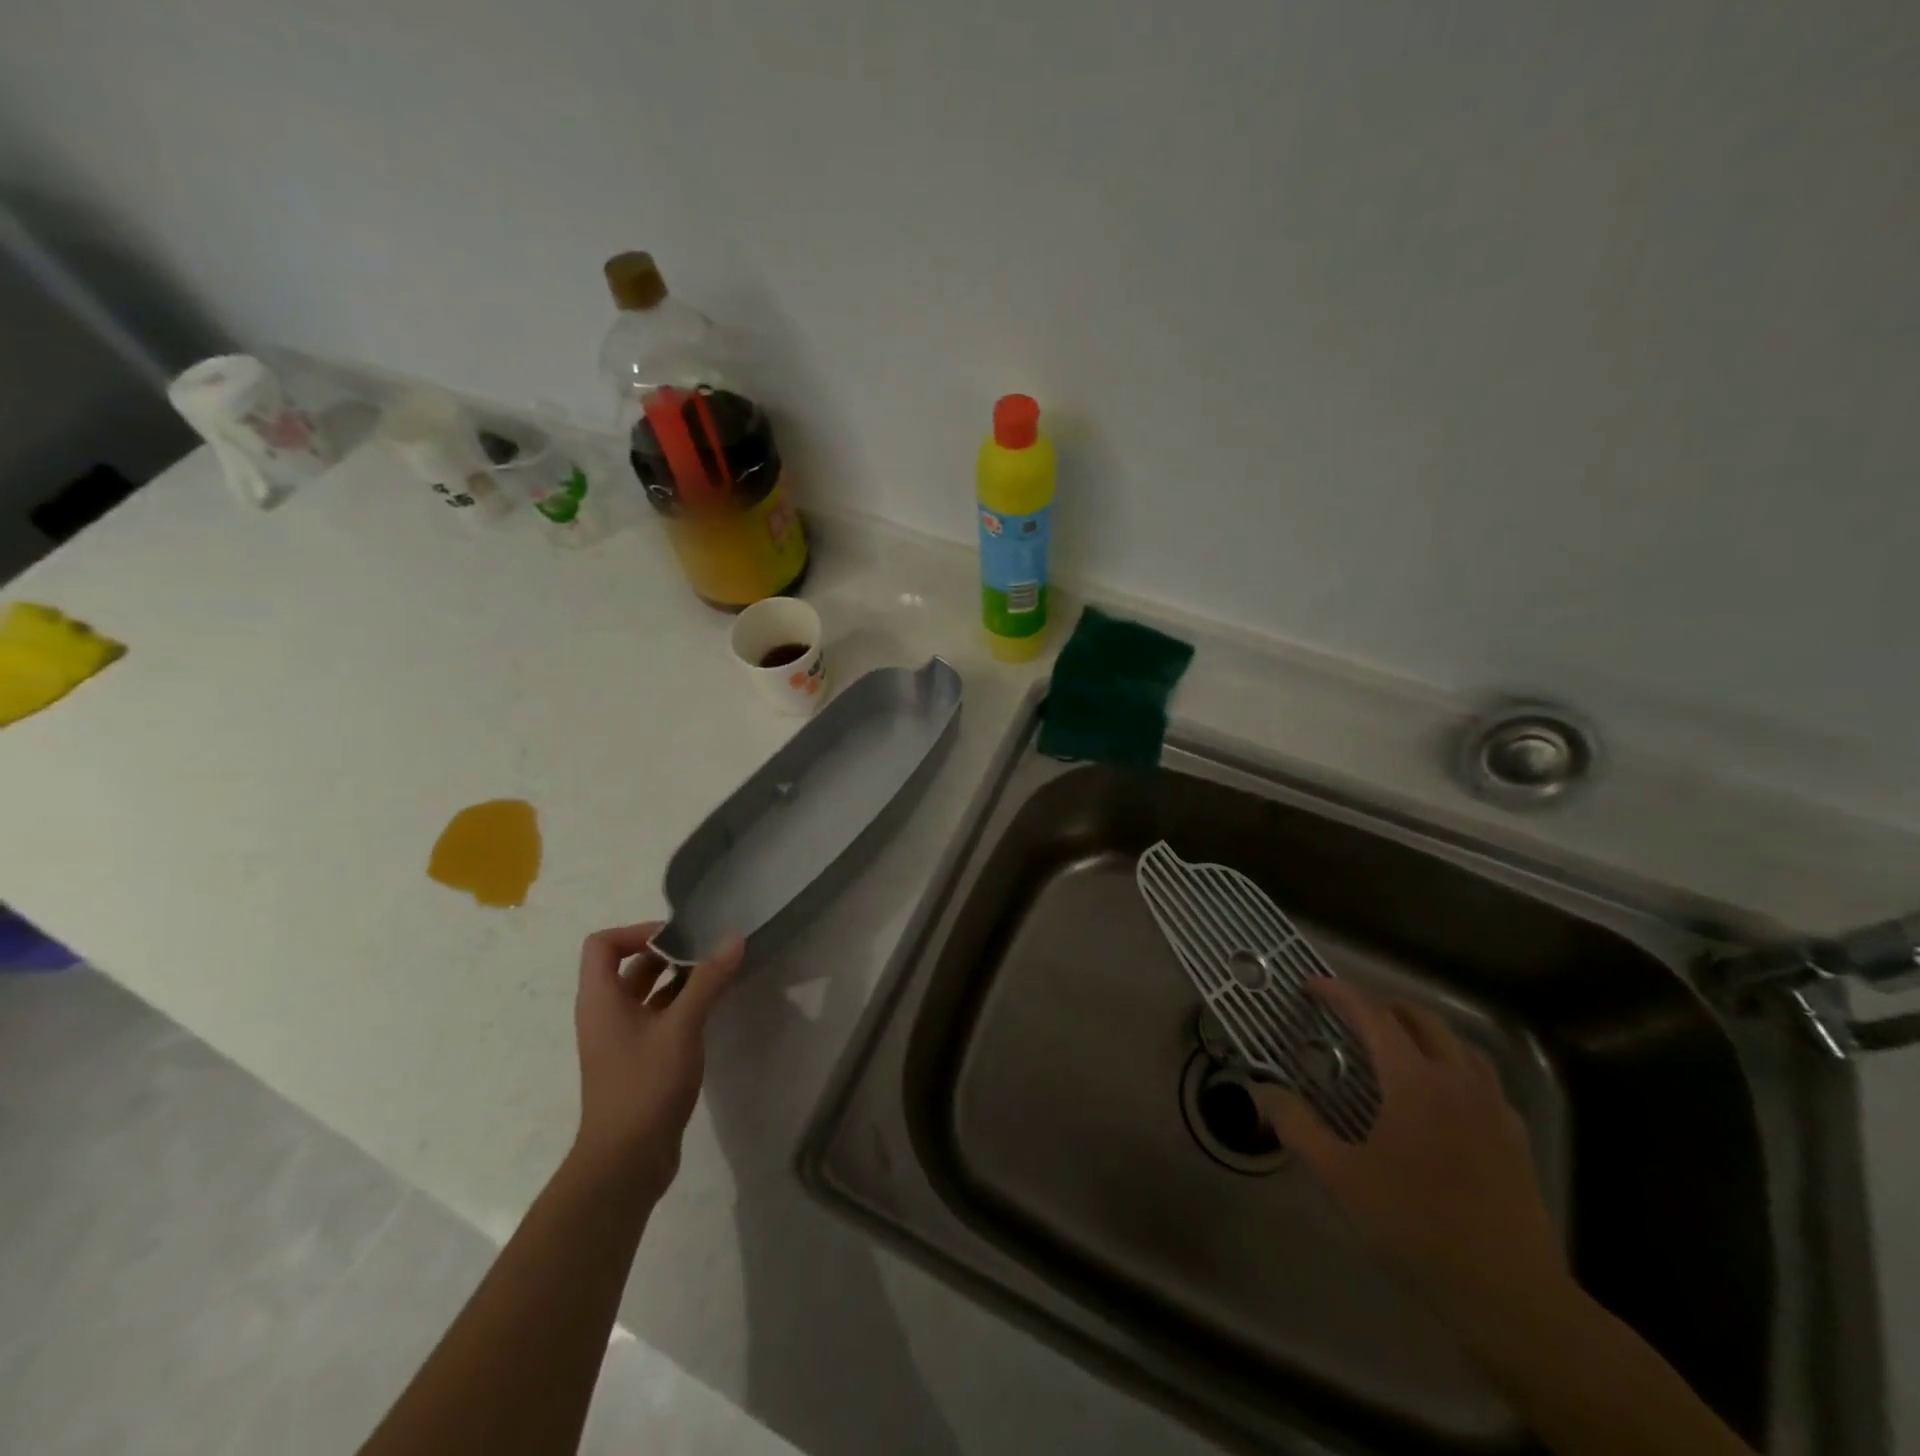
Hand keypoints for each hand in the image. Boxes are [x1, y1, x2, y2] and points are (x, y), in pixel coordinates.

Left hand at [571, 922, 745, 1192]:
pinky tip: (713, 1008)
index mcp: (601, 999)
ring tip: (719, 974)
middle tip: (709, 950)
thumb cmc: (645, 1086)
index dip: (638, 932)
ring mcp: (622, 1039)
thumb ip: (707, 981)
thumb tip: (733, 938)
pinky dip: (682, 1006)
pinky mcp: (639, 1060)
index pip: (603, 944)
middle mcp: (606, 1014)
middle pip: (630, 965)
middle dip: (669, 952)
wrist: (625, 1163)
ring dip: (679, 979)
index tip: (679, 938)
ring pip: (648, 993)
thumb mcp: (681, 1027)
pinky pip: (658, 1018)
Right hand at [1252, 979, 1572, 1354]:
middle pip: (1422, 1020)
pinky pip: (1482, 1078)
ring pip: (1459, 1044)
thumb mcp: (1341, 1178)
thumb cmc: (1417, 1227)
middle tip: (1349, 1015)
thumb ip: (1298, 1127)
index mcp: (1416, 1082)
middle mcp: (1459, 1081)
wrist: (1510, 1296)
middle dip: (1382, 1006)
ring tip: (1393, 1045)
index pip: (1374, 1016)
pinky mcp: (1515, 1137)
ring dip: (1421, 1031)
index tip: (1311, 985)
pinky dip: (1452, 1064)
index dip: (1340, 993)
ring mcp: (1494, 1108)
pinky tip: (1438, 1095)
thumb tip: (1265, 1092)